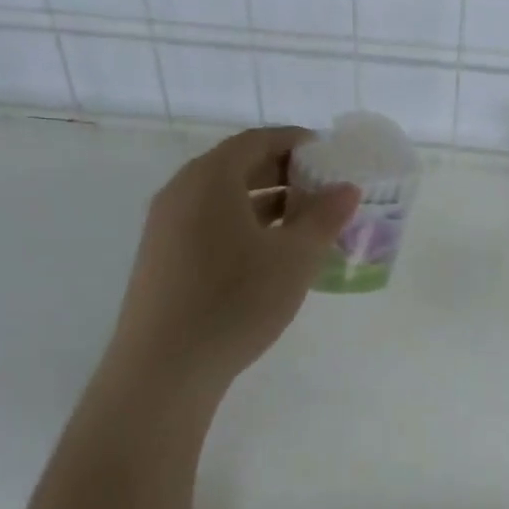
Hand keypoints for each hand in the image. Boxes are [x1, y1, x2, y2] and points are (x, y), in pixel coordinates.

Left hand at [110, 127, 358, 392]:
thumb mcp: (294, 258)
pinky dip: (242, 224)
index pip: (257, 140)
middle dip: (283, 172)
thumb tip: (346, 188)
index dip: (295, 141)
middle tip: (321, 188)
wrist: (164, 368)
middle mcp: (181, 191)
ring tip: (303, 222)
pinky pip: (208, 223)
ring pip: (222, 198)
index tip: (327, 154)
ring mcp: (165, 226)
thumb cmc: (236, 301)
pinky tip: (268, 254)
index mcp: (210, 178)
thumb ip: (324, 217)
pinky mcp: (161, 258)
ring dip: (264, 201)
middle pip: (237, 166)